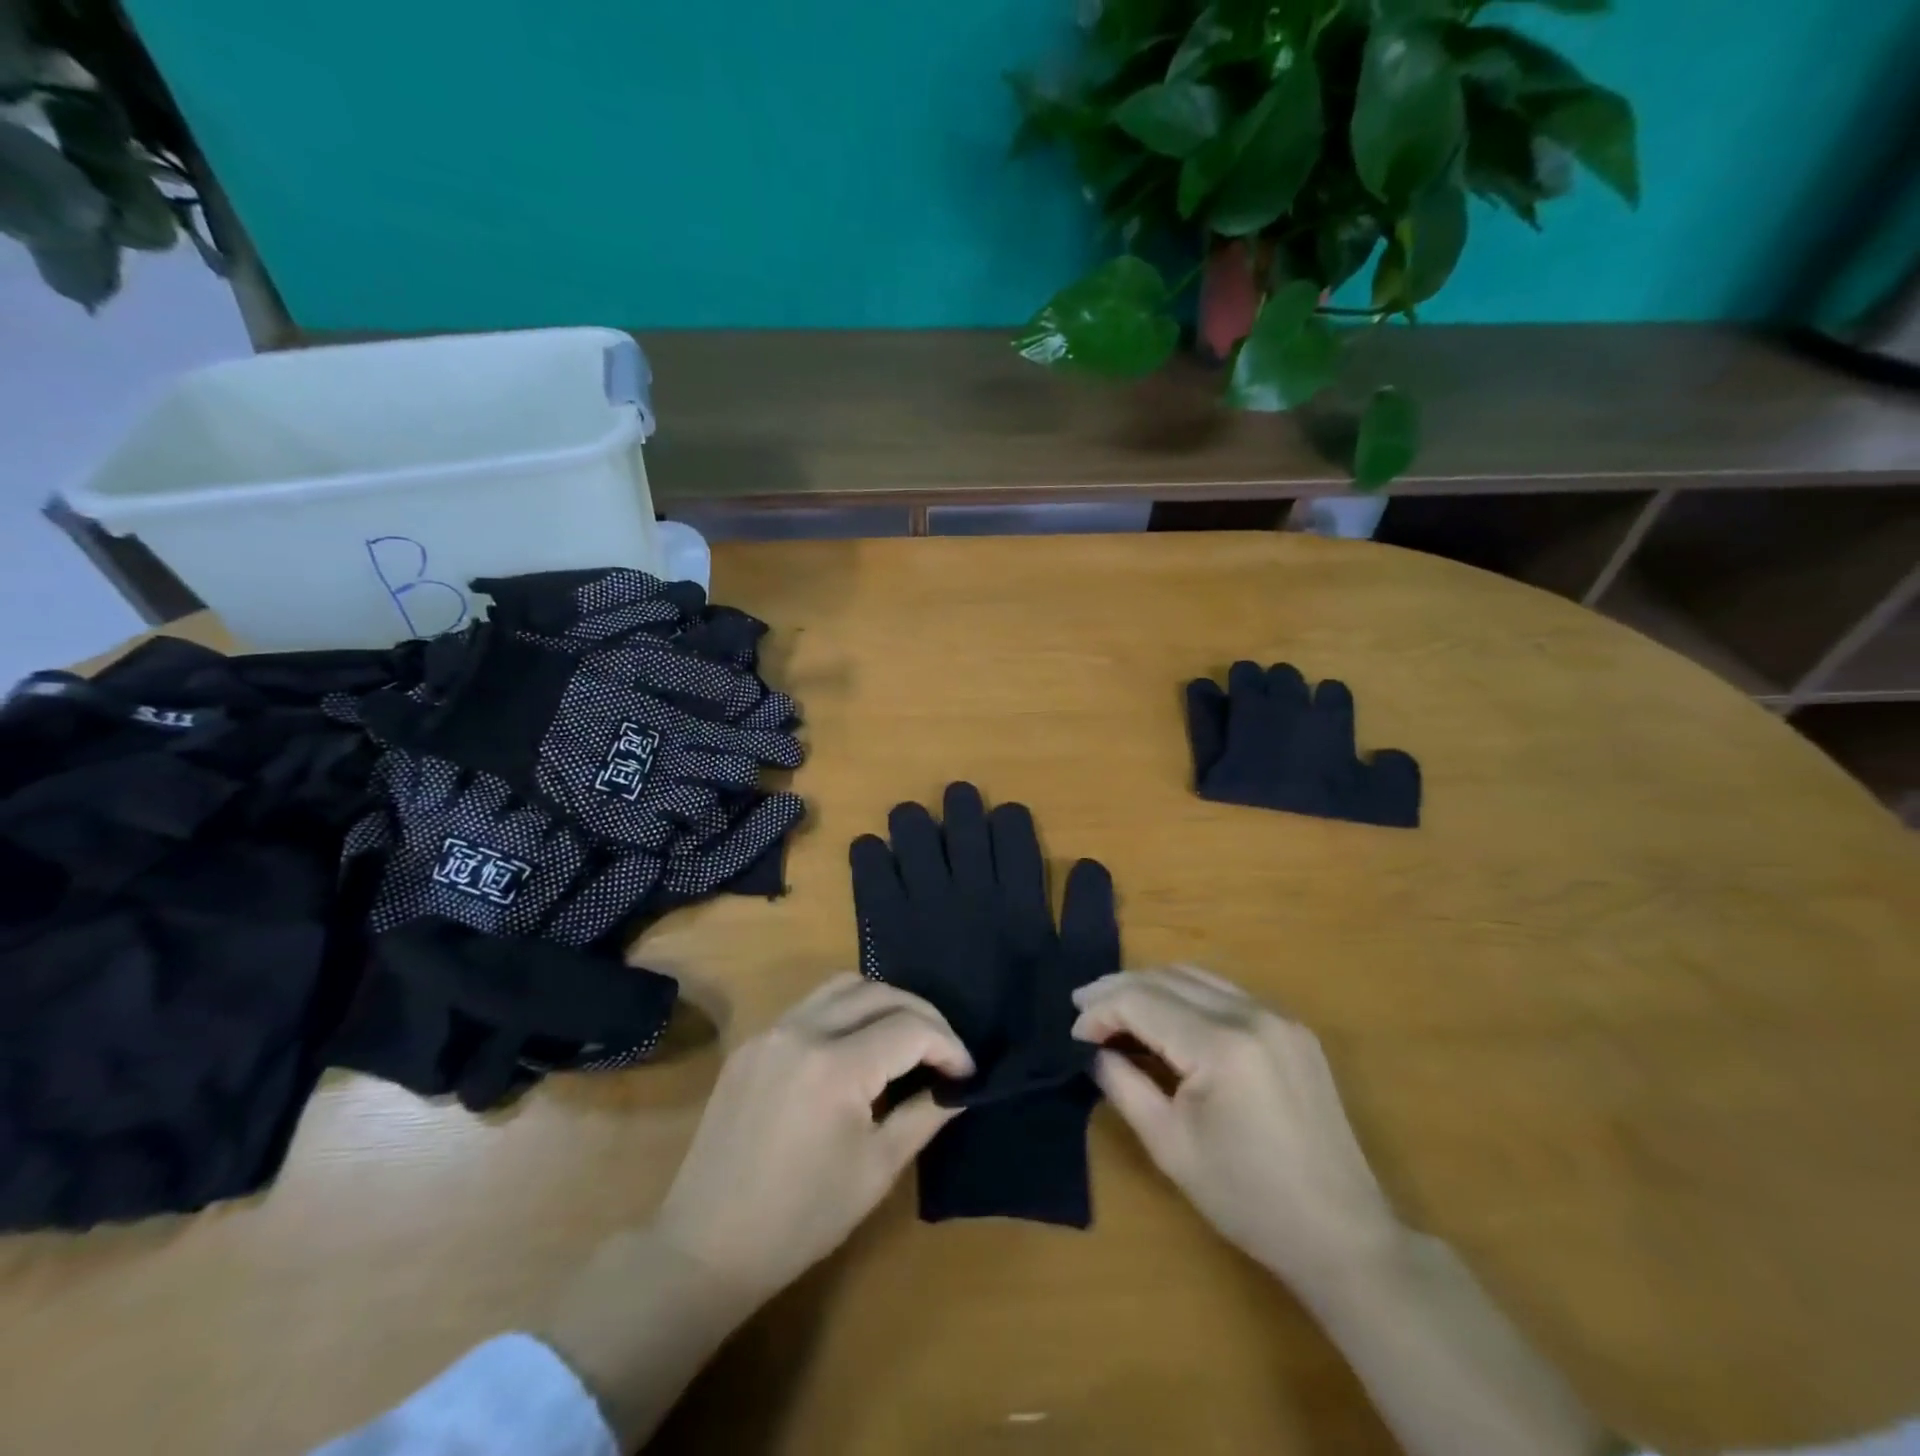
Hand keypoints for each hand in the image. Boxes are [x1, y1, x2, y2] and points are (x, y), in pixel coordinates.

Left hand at [651, 973, 971, 1305]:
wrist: (707, 1246)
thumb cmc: (801, 1219)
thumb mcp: (876, 1170)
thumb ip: (923, 1115)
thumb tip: (958, 1088)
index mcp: (836, 1066)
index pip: (910, 1029)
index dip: (948, 1046)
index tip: (966, 1073)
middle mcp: (802, 1031)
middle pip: (879, 993)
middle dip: (922, 1015)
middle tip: (944, 1050)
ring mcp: (772, 1031)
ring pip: (842, 986)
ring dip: (882, 1001)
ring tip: (905, 1036)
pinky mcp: (753, 1042)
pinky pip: (810, 1004)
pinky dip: (845, 1010)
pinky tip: (857, 1044)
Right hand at [1071, 967, 1402, 1290]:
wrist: (1342, 1234)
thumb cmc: (1247, 1200)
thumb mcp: (1169, 1146)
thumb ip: (1123, 1085)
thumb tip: (1093, 1050)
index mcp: (1222, 1045)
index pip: (1141, 1002)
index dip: (1100, 1011)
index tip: (1073, 1034)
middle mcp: (1252, 1013)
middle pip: (1167, 978)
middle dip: (1119, 988)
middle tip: (1082, 1006)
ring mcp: (1279, 1016)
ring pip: (1197, 975)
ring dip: (1152, 985)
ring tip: (1117, 1006)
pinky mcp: (1293, 1028)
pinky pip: (1227, 991)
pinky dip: (1187, 994)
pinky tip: (1168, 1015)